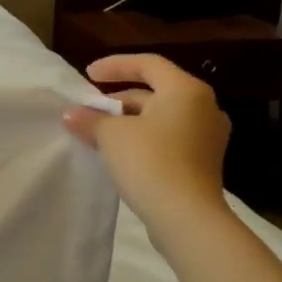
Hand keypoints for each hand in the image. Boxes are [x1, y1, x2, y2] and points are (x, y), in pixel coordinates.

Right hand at [64, 54, 231, 219]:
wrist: (187, 217)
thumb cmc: (150, 162)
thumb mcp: (111, 135)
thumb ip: (91, 119)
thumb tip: (73, 115)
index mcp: (186, 90)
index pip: (148, 64)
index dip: (115, 65)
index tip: (88, 75)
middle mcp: (204, 108)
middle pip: (155, 92)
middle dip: (119, 99)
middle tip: (90, 109)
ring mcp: (208, 137)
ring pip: (161, 118)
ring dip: (129, 121)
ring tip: (99, 132)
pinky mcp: (203, 162)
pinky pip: (169, 139)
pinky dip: (144, 138)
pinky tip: (120, 153)